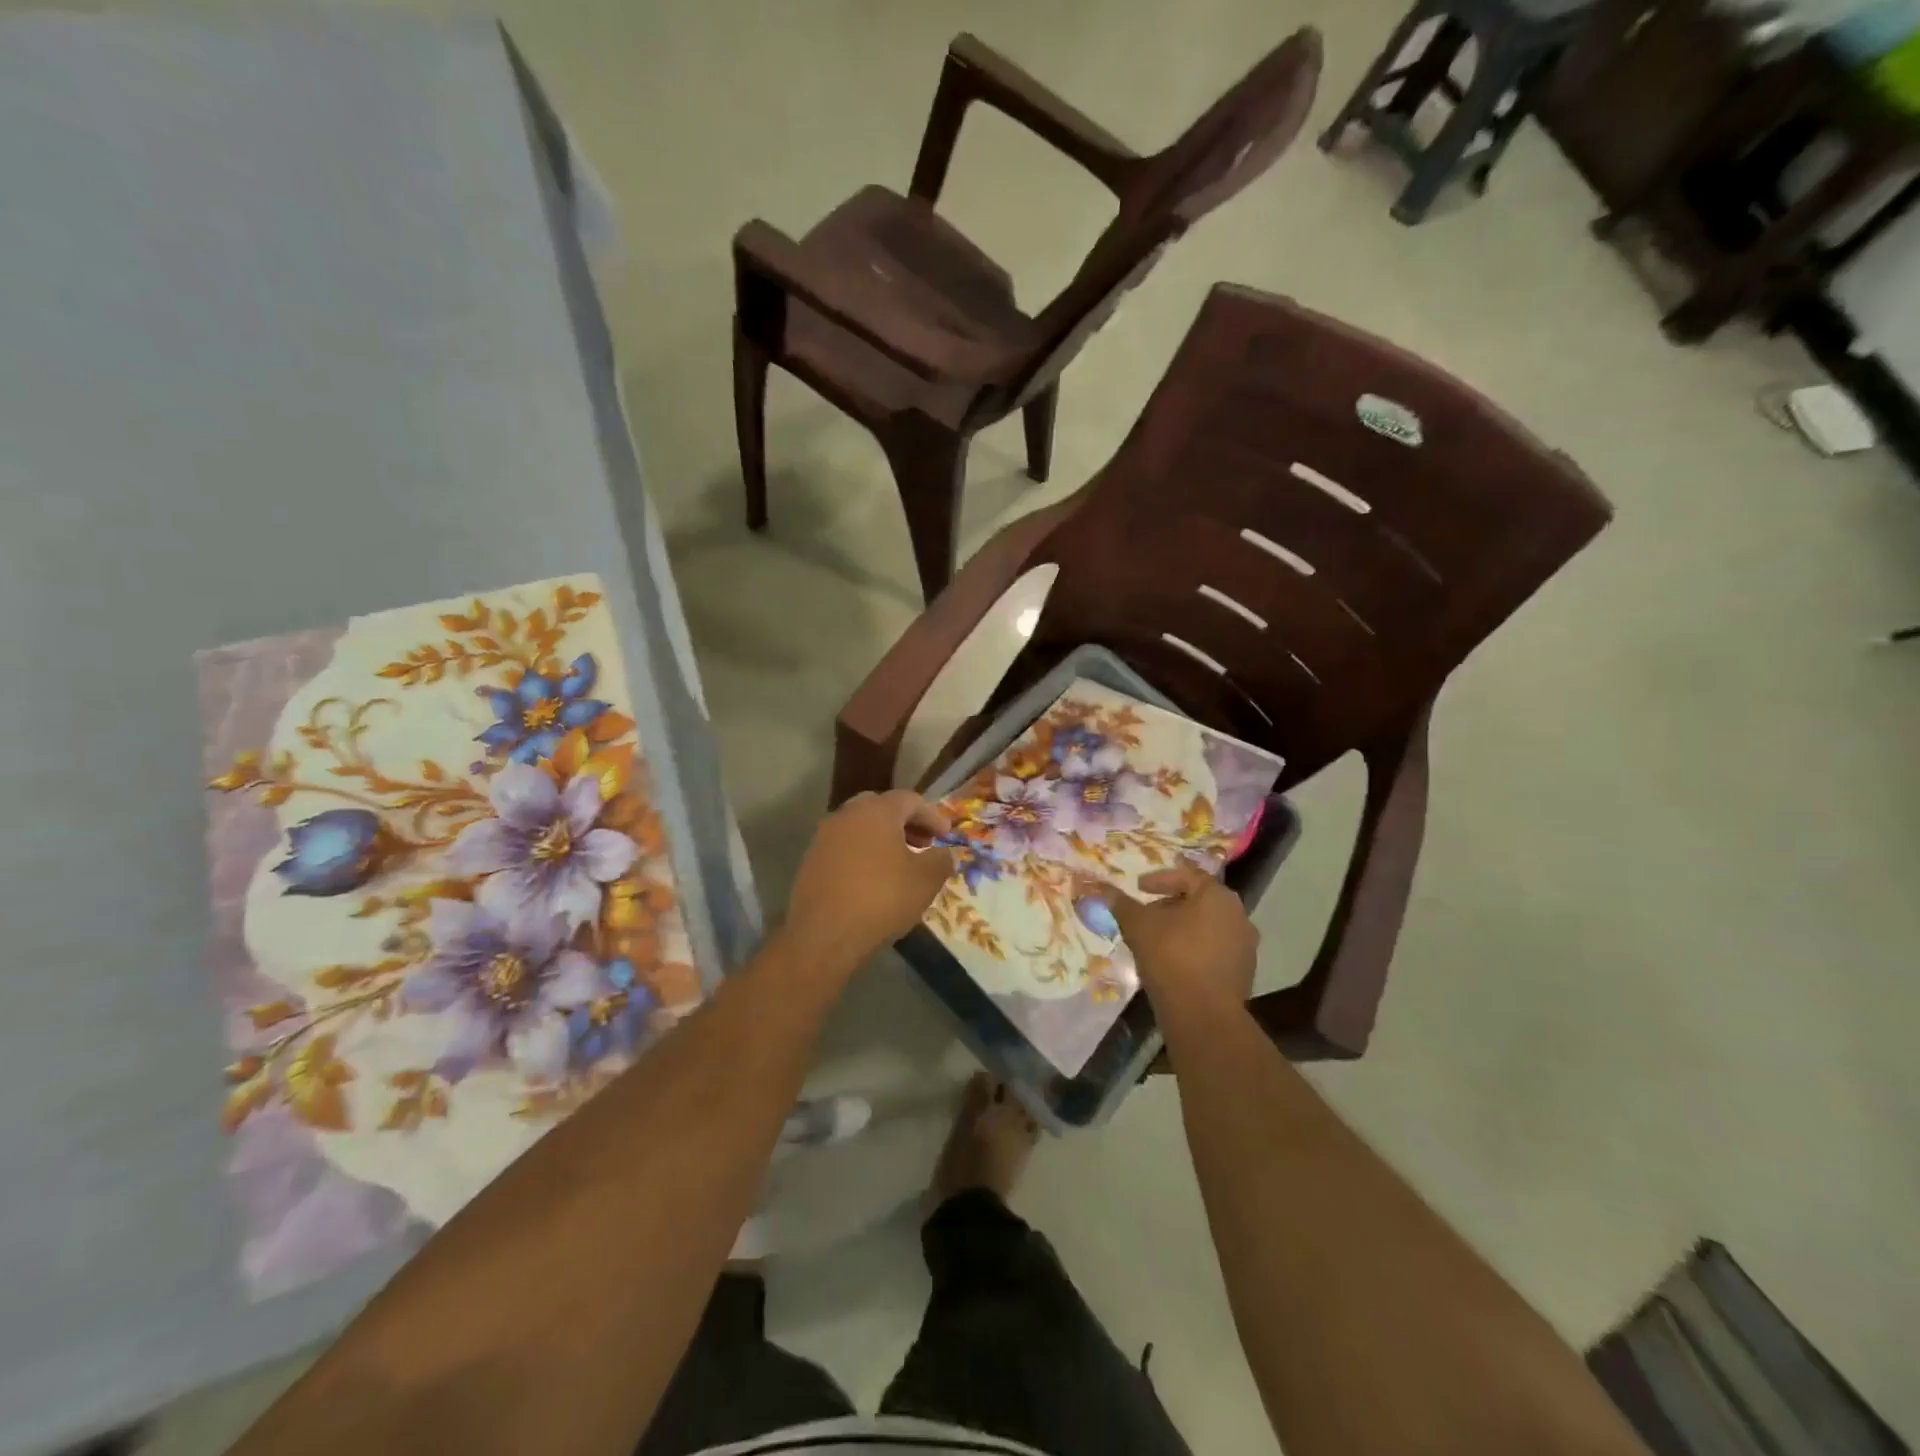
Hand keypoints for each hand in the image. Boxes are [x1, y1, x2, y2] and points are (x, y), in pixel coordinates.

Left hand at [782, 791, 955, 969]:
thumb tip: (944, 853)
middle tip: (924, 842)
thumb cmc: (881, 899)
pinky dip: (864, 853)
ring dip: (883, 838)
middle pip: (882, 807)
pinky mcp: (811, 860)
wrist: (823, 935)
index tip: (946, 835)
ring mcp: (824, 837)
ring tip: (901, 863)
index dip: (933, 815)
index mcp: (876, 811)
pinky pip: (845, 846)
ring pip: (860, 827)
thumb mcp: (925, 880)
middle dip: (906, 823)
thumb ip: (941, 860)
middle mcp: (847, 815)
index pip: (910, 799)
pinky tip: (874, 878)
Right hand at [1107, 862, 1258, 1008]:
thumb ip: (1121, 904)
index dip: (1160, 880)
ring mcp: (1245, 947)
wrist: (1204, 1015)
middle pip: (1199, 901)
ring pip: (1207, 927)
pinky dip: (1194, 949)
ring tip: (1156, 940)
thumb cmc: (1172, 957)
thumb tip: (1100, 889)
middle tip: (1146, 914)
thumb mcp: (1138, 926)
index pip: (1187, 876)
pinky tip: (1173, 963)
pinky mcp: (1243, 974)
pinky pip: (1214, 951)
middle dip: (1170, 905)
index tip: (1139, 888)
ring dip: (1182, 929)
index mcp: (1218, 896)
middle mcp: (1239, 916)